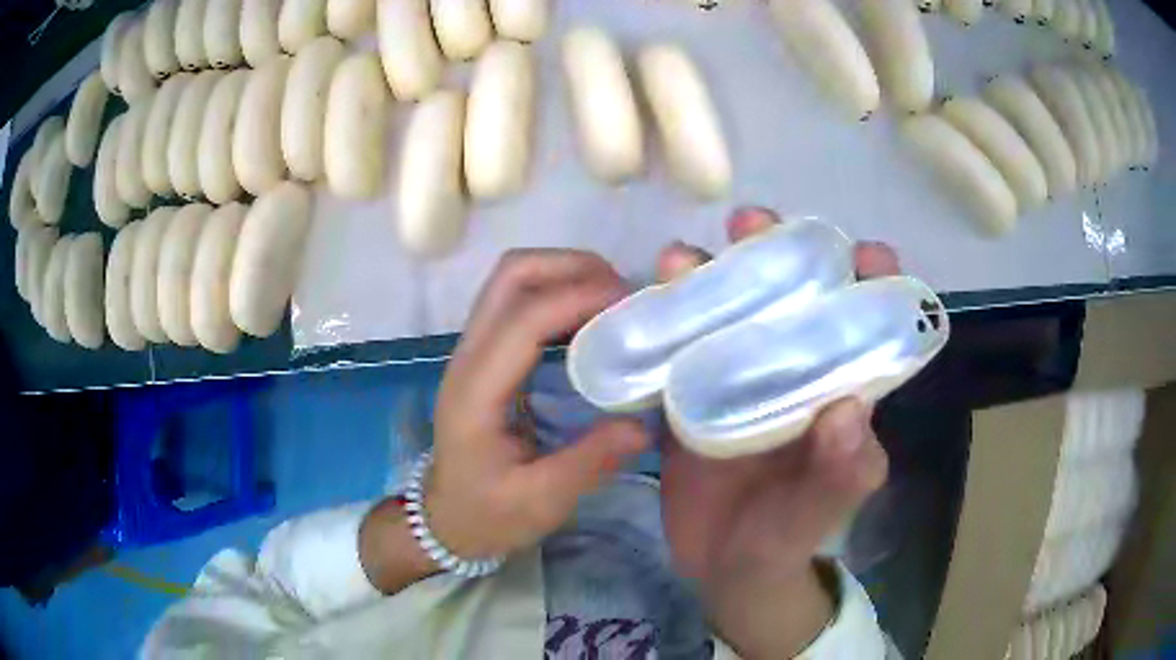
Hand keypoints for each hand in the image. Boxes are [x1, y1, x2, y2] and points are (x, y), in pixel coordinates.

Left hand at [423, 250, 649, 558]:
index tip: (632, 301)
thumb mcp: (541, 502)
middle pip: (510, 276)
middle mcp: (468, 357)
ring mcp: (472, 350)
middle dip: (570, 267)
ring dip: (564, 273)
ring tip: (614, 300)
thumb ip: (589, 463)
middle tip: (624, 293)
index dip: (577, 297)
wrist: (446, 518)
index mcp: (476, 393)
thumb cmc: (488, 514)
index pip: (522, 320)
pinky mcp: (485, 354)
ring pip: (512, 280)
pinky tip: (591, 319)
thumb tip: (642, 426)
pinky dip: (558, 292)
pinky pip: (519, 300)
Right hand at [659, 208, 895, 657]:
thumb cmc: (785, 538)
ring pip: (730, 310)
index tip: (860, 251)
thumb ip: (843, 472)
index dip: (870, 278)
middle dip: (778, 252)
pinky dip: (665, 318)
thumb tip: (848, 409)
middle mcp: (793, 370)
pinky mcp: (691, 395)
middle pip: (791, 295)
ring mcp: (738, 378)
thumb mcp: (821, 513)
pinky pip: (680, 347)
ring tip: (681, 258)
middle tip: (751, 226)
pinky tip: (645, 297)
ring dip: (712, 275)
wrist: (722, 569)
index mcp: (839, 389)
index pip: (865, 321)